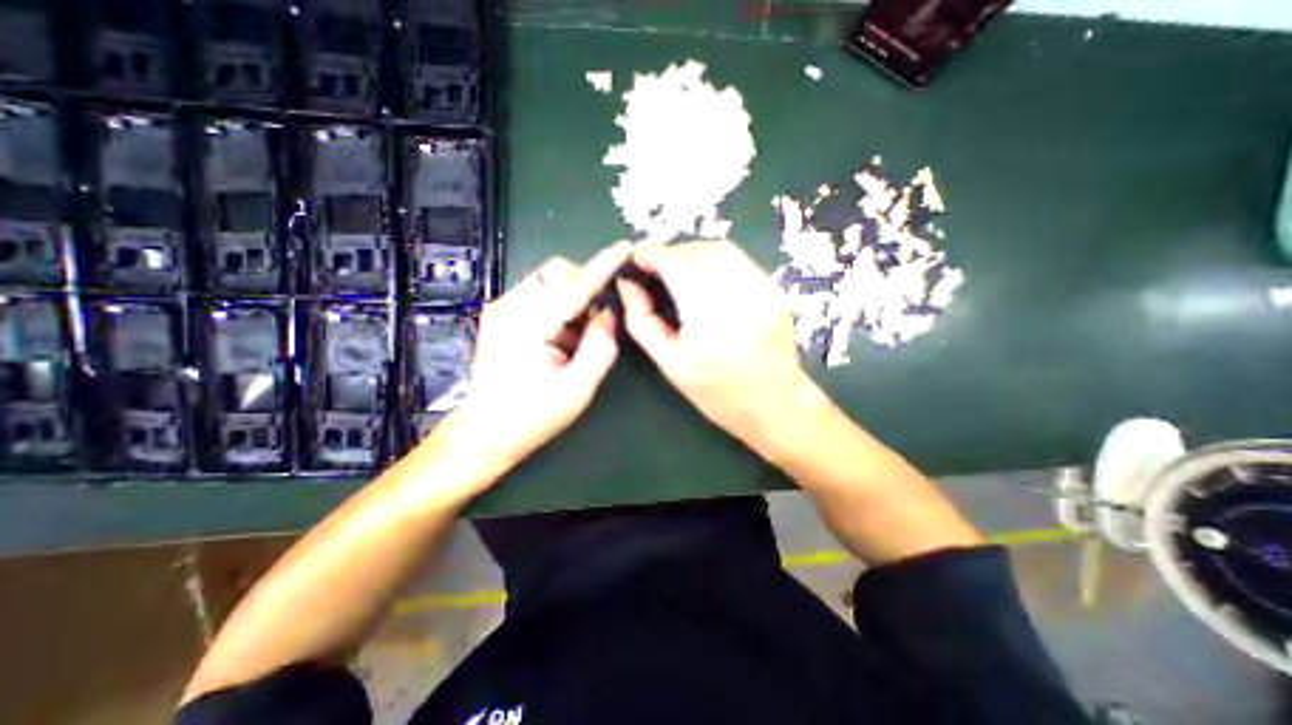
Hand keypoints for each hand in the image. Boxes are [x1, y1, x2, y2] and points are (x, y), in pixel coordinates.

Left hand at [431, 241, 633, 480]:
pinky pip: (539, 294)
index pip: (575, 286)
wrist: (485, 432)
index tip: (625, 247)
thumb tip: (608, 313)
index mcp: (530, 324)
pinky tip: (558, 337)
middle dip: (585, 286)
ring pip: (548, 280)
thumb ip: (600, 348)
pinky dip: (558, 306)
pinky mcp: (500, 315)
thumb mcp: (578, 389)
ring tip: (574, 337)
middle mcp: (510, 307)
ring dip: (571, 298)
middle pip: (558, 272)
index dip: (603, 265)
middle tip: (595, 323)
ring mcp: (501, 309)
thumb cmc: (533, 416)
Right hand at [613, 239, 816, 452]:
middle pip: (697, 250)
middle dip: (671, 252)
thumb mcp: (670, 363)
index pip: (675, 263)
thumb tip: (627, 284)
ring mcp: (762, 287)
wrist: (774, 404)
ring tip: (680, 270)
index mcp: (706, 315)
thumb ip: (642, 321)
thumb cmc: (716, 391)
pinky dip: (716, 260)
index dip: (652, 253)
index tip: (637, 258)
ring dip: (694, 252)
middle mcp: (738, 293)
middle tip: (656, 269)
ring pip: (720, 247)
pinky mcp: (775, 288)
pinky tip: (708, 279)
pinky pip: (739, 259)